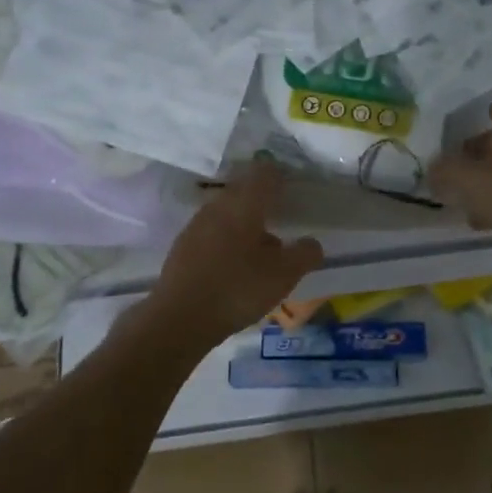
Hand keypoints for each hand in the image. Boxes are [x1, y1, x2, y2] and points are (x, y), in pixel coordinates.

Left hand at [142, 160, 324, 346]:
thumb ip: (305, 254)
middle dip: (263, 200)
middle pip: (243, 191)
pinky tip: (235, 265)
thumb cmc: (237, 289)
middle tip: (281, 218)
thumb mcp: (284, 275)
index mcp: (244, 204)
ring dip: (244, 222)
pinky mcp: (183, 246)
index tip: (292, 188)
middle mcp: (218, 206)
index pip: (264, 173)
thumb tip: (312, 243)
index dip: (281, 176)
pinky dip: (227, 240)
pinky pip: (212, 232)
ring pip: (226, 212)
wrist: (179, 318)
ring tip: (261, 247)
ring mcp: (196, 225)